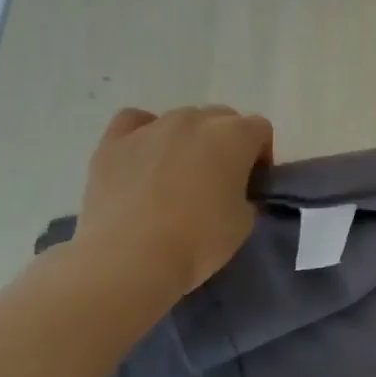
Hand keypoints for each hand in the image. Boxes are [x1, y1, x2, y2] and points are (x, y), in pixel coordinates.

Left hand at [75, 106, 274, 297]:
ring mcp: (152, 128)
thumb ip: (245, 194)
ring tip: (178, 174)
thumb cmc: (200, 240)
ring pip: (182, 119)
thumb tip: (233, 192)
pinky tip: (145, 156)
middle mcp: (195, 120)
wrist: (130, 258)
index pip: (260, 129)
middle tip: (220, 178)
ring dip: (189, 139)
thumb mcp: (245, 220)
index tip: (254, 182)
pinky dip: (144, 132)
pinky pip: (134, 121)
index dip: (261, 154)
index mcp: (234, 136)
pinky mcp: (113, 143)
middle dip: (226, 143)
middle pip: (222, 118)